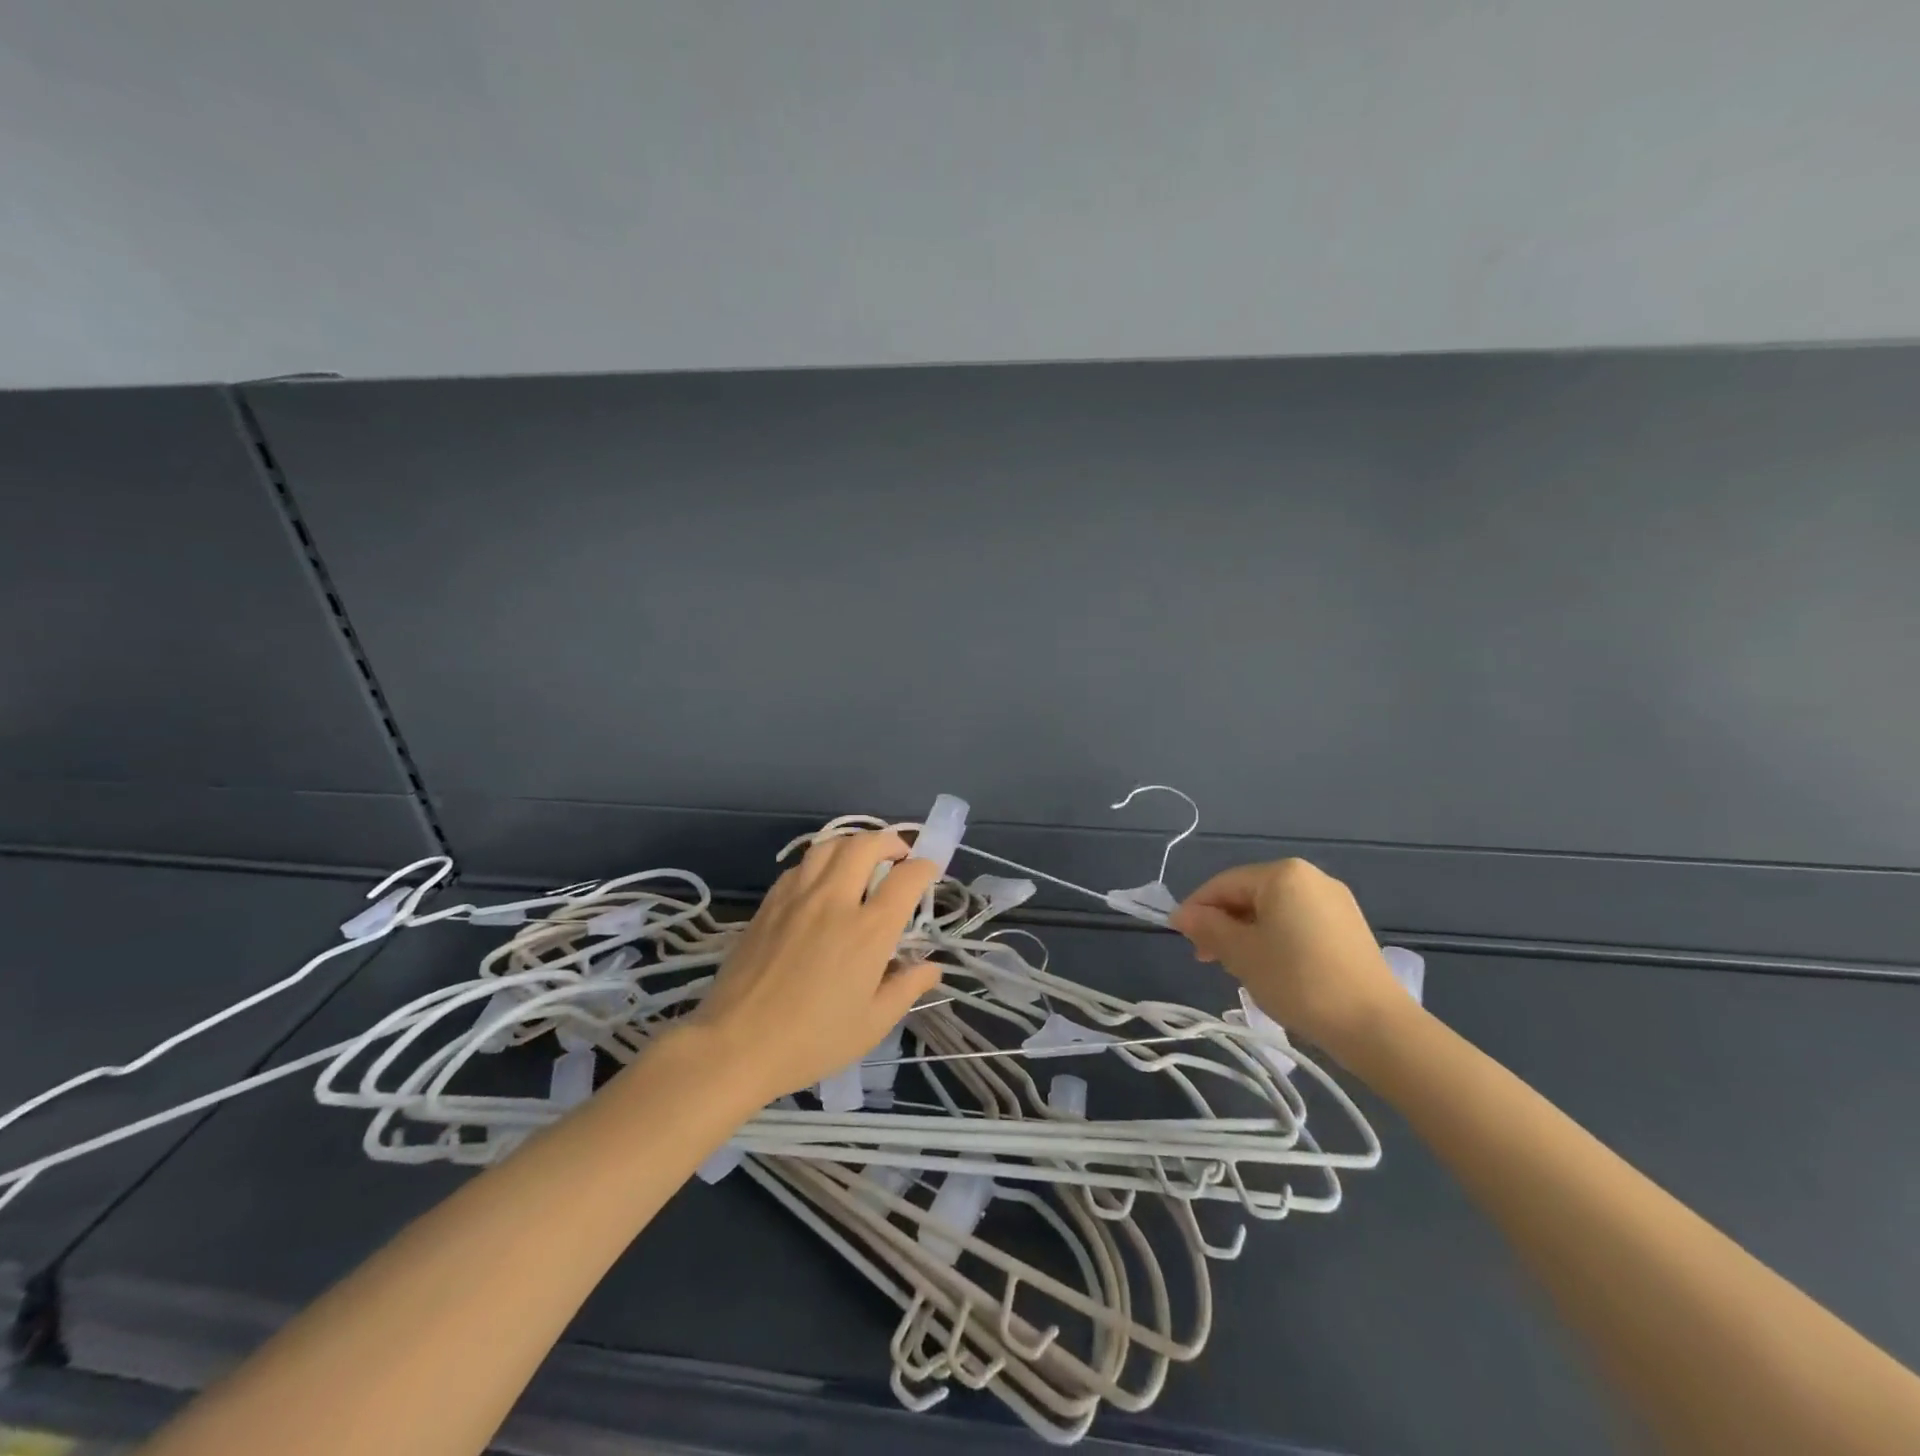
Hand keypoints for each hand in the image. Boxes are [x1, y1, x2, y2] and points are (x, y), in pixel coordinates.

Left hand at [686, 830, 941, 1103]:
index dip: (925, 867)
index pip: (906, 878)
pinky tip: (821, 882)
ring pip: (829, 845)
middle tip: (899, 856)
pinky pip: (801, 865)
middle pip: (866, 845)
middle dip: (890, 841)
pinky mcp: (769, 903)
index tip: (929, 871)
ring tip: (861, 859)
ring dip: (853, 843)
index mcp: (869, 931)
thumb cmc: (811, 1041)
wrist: (735, 1045)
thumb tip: (931, 967)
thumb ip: (906, 988)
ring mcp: (797, 897)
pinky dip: (820, 862)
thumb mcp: (872, 1024)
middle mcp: (835, 901)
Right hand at [1170, 858, 1412, 1061]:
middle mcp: (1310, 877)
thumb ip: (1208, 927)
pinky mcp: (1348, 926)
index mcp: (1283, 874)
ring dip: (1247, 934)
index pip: (1224, 884)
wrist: (1375, 1026)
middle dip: (1223, 924)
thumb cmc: (1298, 980)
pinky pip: (1297, 922)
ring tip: (1237, 968)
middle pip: (1249, 894)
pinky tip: (1270, 968)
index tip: (1180, 938)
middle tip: (1207, 958)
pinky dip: (1275, 939)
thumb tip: (1181, 914)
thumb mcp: (1242, 953)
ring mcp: (1334, 901)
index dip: (1197, 909)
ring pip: (1273, 910)